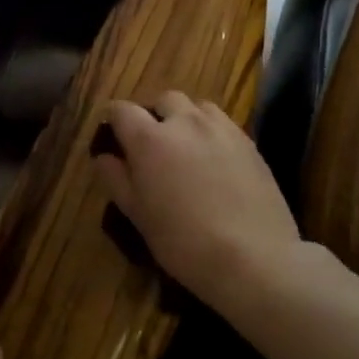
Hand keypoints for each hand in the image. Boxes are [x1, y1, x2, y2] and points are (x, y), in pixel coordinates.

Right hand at [92, 92, 301, 311]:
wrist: (254, 258)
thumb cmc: (184, 242)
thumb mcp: (138, 216)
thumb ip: (117, 180)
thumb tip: (103, 157)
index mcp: (149, 139)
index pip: (122, 110)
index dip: (114, 119)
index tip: (113, 136)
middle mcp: (184, 122)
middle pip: (164, 100)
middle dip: (154, 114)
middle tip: (153, 144)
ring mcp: (221, 129)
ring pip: (198, 107)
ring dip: (186, 119)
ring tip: (187, 147)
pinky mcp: (249, 143)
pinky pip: (223, 124)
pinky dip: (212, 132)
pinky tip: (215, 161)